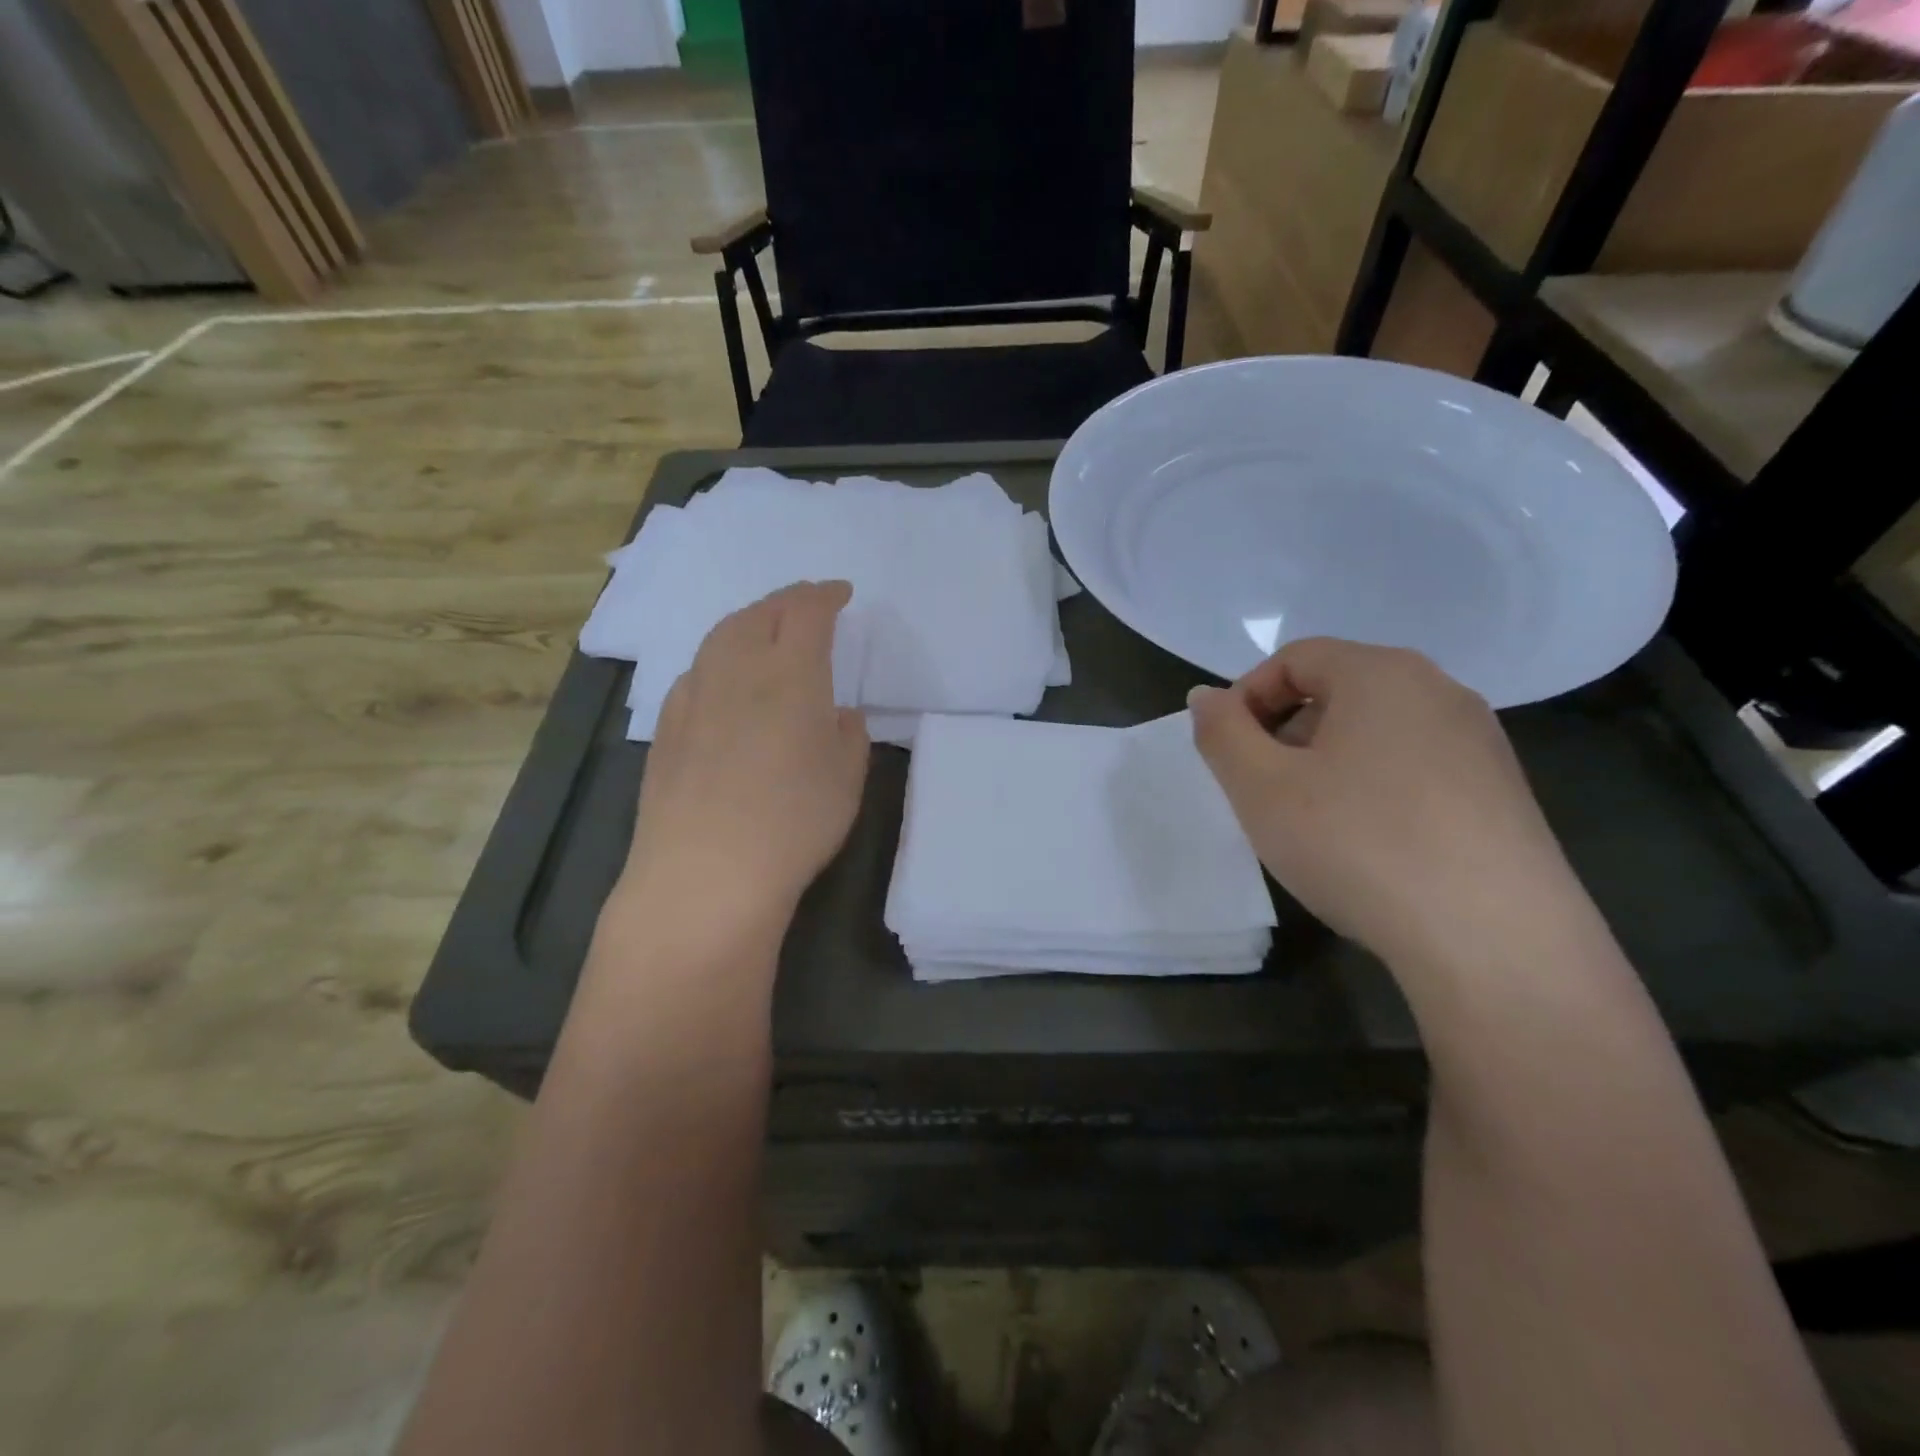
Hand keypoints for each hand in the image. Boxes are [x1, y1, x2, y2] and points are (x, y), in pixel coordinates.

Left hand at [619, 581, 869, 934]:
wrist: (706, 872)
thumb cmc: (793, 822)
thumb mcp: (846, 778)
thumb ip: (848, 735)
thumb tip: (836, 714)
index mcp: (791, 674)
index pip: (808, 612)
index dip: (825, 595)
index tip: (841, 593)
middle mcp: (738, 670)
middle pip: (760, 613)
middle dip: (787, 601)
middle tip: (807, 604)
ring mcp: (694, 696)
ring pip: (721, 636)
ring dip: (749, 622)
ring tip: (764, 630)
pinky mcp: (666, 726)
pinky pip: (696, 671)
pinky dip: (718, 659)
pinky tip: (723, 681)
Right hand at [1189, 638, 1583, 971]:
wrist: (1494, 941)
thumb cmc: (1358, 844)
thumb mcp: (1261, 788)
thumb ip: (1221, 732)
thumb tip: (1206, 696)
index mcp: (1381, 673)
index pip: (1294, 658)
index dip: (1246, 698)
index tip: (1228, 754)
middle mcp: (1440, 691)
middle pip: (1338, 690)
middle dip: (1285, 733)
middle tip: (1263, 792)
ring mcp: (1480, 742)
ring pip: (1377, 732)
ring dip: (1327, 763)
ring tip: (1312, 824)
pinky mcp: (1503, 792)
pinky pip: (1416, 769)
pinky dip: (1374, 789)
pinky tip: (1369, 846)